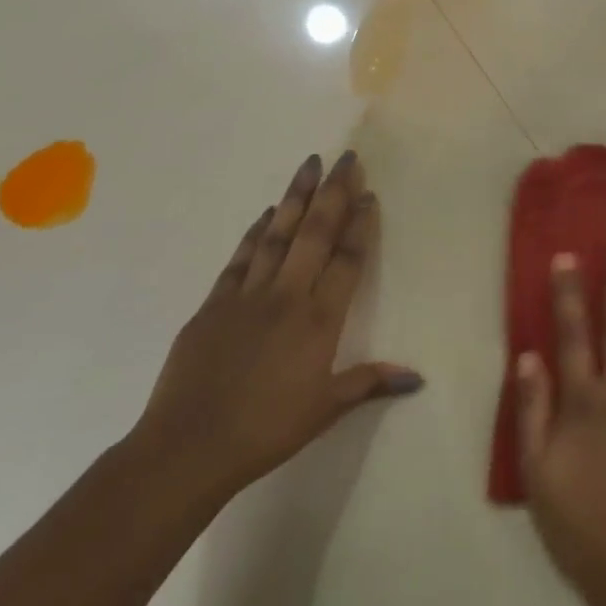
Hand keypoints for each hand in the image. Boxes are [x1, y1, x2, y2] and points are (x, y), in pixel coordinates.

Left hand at [128, 151, 422, 502]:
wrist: (187, 447)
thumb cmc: (266, 430)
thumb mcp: (325, 409)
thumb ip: (370, 382)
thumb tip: (418, 378)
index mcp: (319, 320)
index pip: (347, 259)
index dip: (360, 224)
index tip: (368, 193)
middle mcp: (286, 296)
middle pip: (314, 233)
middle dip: (333, 192)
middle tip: (346, 157)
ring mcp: (247, 296)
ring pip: (277, 234)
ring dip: (295, 197)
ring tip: (309, 164)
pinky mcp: (213, 304)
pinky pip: (241, 258)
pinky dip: (257, 232)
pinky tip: (268, 214)